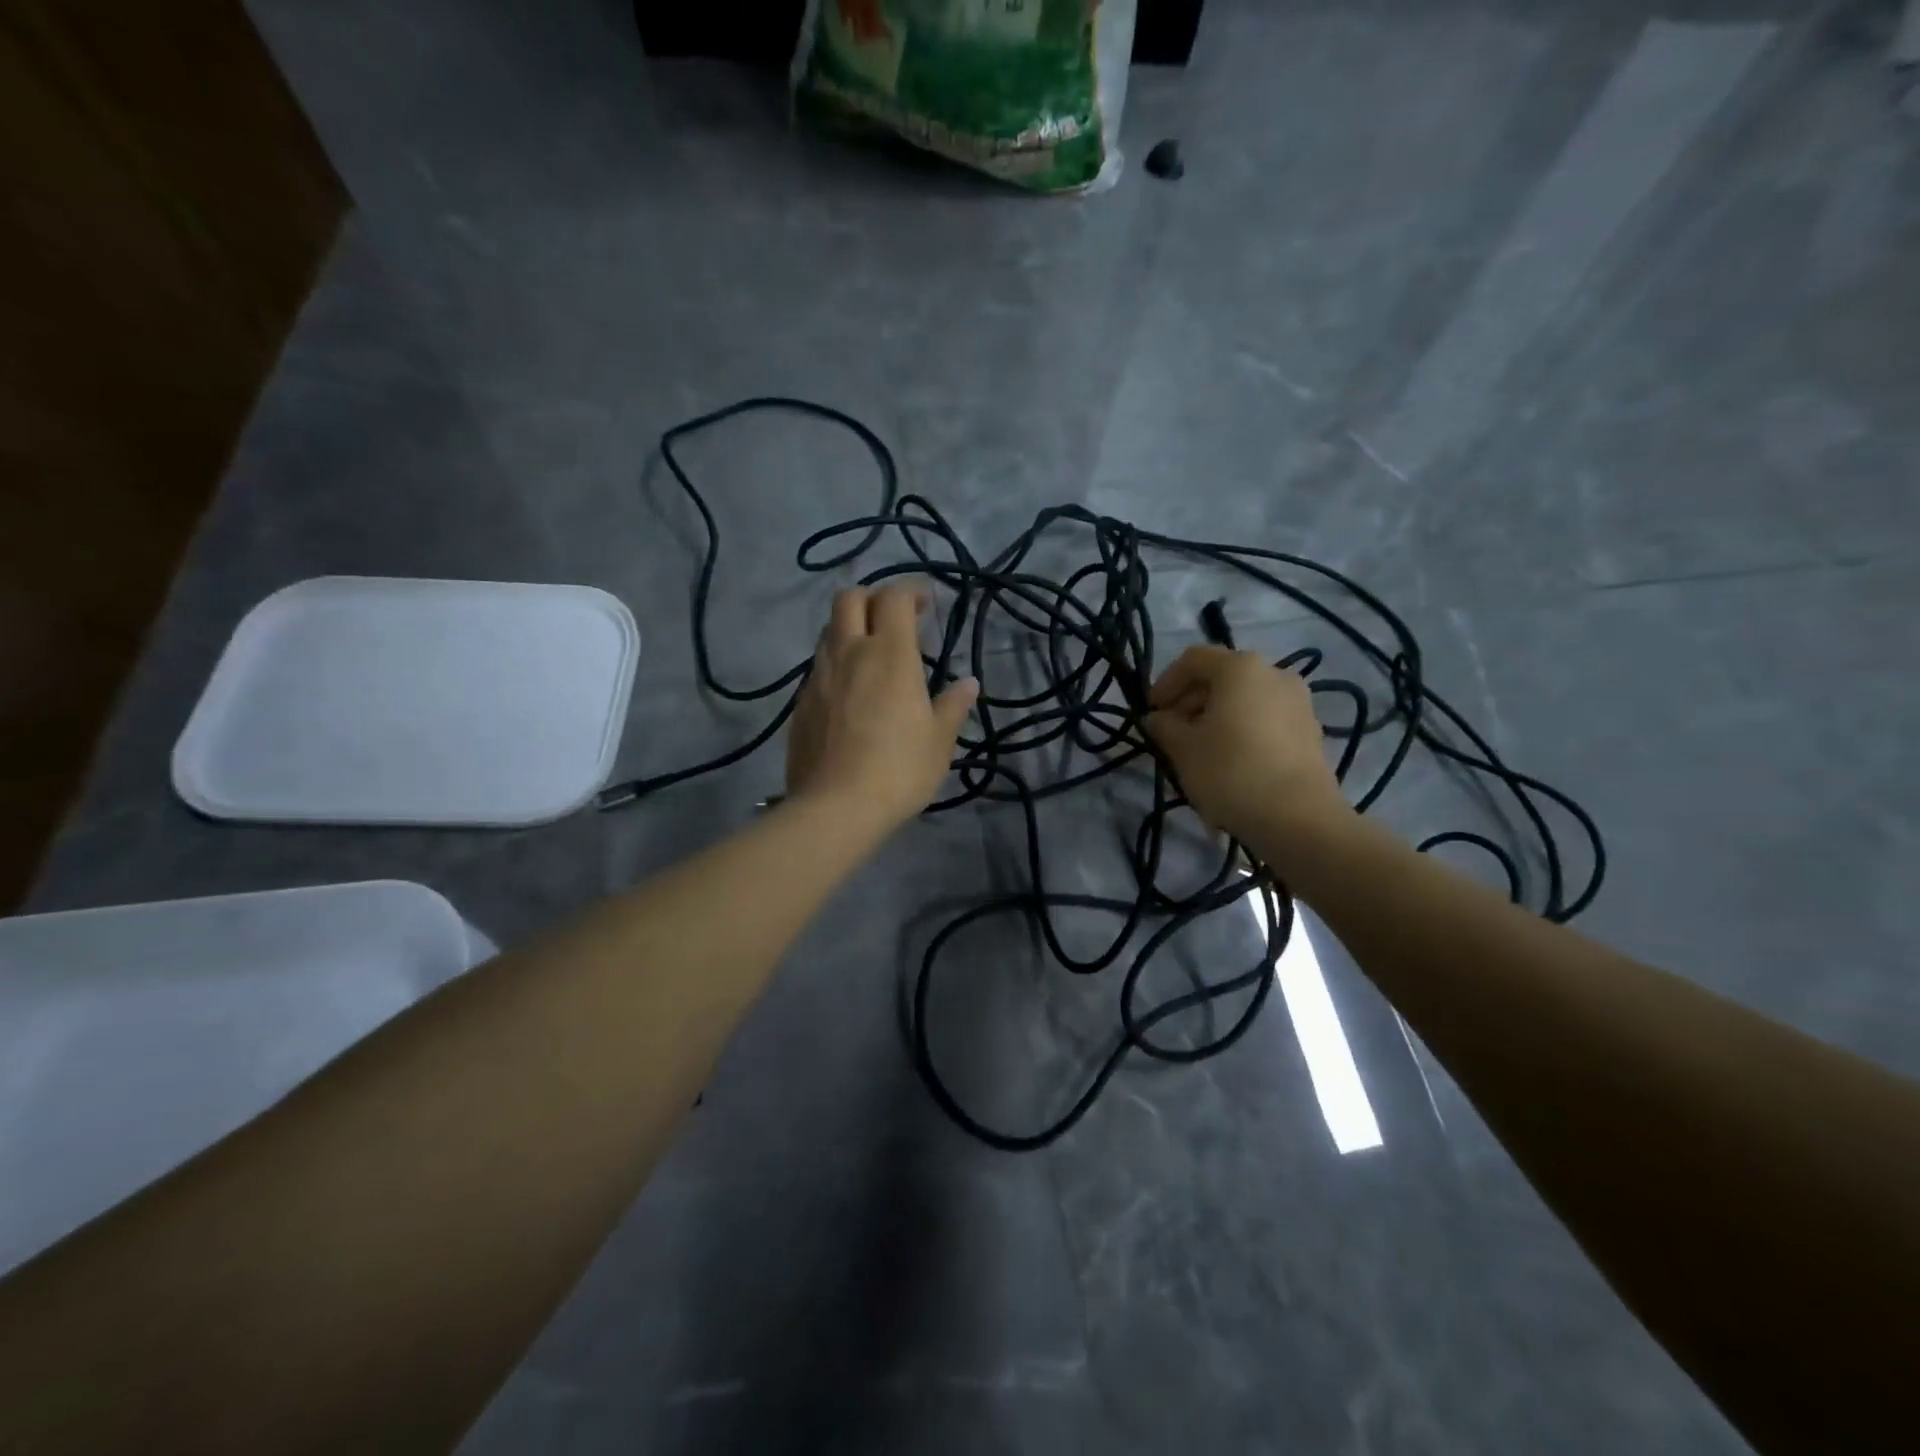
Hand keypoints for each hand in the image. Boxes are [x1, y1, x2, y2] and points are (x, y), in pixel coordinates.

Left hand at [787, 583, 978, 831]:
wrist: (835, 807)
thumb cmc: (899, 770)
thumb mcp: (939, 741)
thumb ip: (953, 706)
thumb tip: (969, 684)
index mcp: (890, 654)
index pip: (894, 597)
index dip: (910, 591)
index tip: (925, 604)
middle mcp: (849, 652)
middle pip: (849, 598)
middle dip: (872, 598)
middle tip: (893, 619)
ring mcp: (818, 676)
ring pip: (828, 630)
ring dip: (850, 629)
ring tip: (871, 655)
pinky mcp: (800, 702)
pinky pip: (818, 666)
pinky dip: (835, 663)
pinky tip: (850, 693)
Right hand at [1145, 645, 1350, 844]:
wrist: (1298, 818)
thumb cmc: (1231, 772)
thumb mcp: (1182, 749)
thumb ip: (1164, 726)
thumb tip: (1158, 718)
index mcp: (1240, 668)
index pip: (1193, 660)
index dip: (1165, 683)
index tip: (1152, 712)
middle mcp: (1274, 673)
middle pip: (1222, 677)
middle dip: (1191, 701)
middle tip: (1171, 733)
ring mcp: (1298, 702)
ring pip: (1244, 699)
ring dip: (1216, 716)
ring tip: (1199, 750)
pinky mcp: (1310, 730)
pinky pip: (1265, 719)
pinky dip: (1242, 729)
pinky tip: (1230, 761)